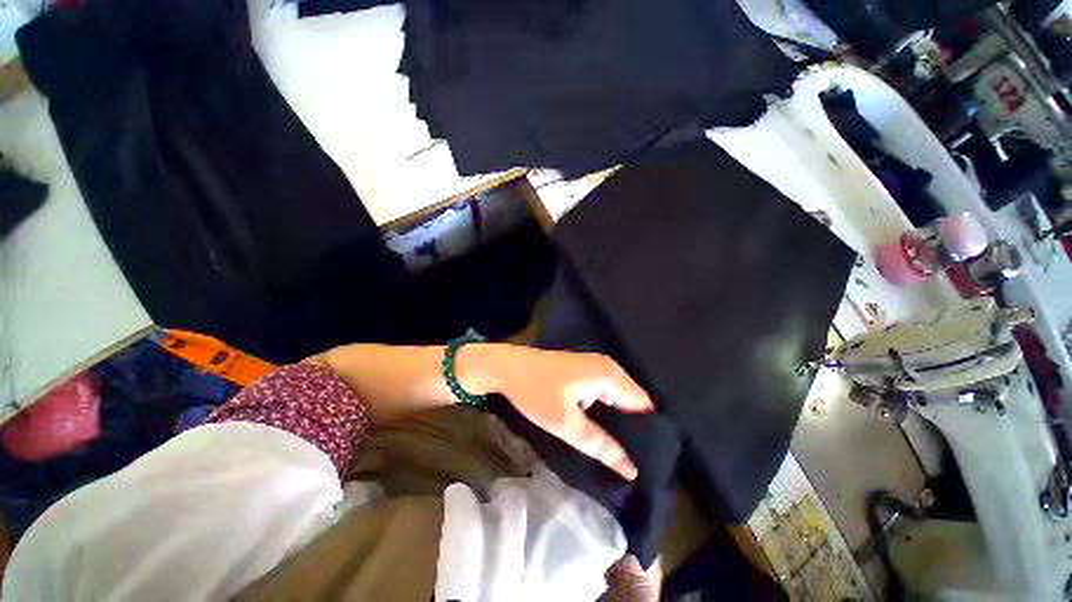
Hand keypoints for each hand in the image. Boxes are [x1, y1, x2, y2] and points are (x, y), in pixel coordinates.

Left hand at [459, 345, 654, 479]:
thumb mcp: (566, 423)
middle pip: (634, 401)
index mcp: (609, 376)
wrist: (508, 367)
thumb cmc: (536, 392)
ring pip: (620, 396)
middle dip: (636, 429)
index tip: (649, 460)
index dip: (648, 433)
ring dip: (621, 420)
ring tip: (623, 449)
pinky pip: (607, 391)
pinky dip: (609, 409)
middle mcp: (609, 367)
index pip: (644, 406)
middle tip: (635, 460)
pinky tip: (604, 428)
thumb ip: (601, 445)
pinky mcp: (586, 369)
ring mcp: (597, 365)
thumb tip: (632, 469)